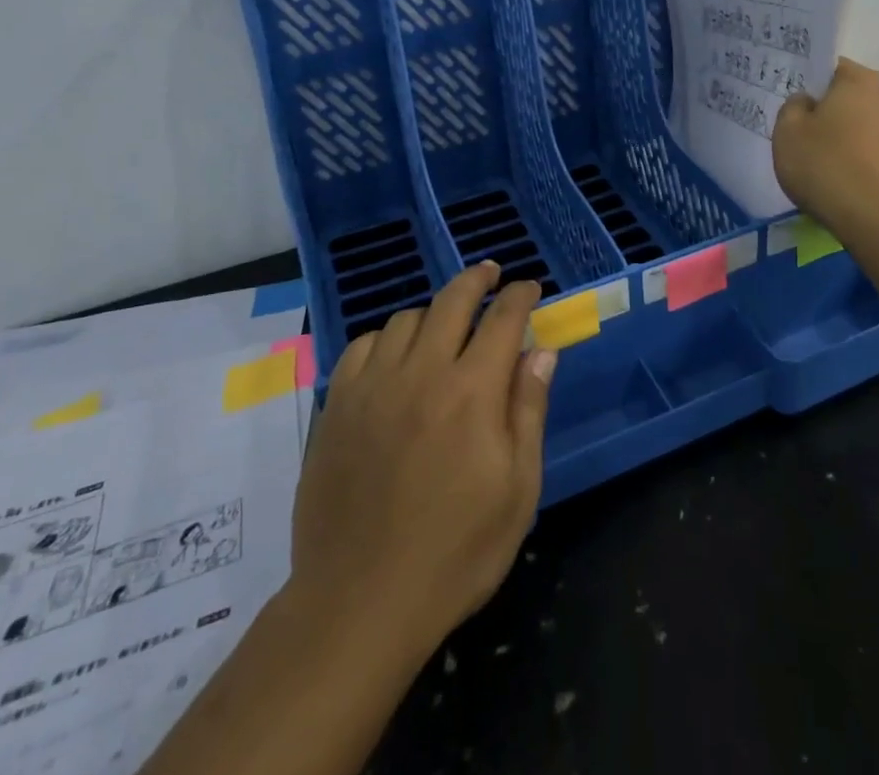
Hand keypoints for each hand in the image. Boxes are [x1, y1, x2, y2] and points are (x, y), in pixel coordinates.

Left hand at [287, 262, 556, 669]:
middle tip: (490, 274)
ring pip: (406, 319)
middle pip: (452, 301)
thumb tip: (541, 351)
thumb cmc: (455, 552)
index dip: (520, 296)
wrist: (359, 603)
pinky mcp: (337, 406)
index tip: (530, 288)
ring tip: (445, 326)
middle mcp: (421, 373)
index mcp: (472, 392)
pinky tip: (394, 357)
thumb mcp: (517, 490)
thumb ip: (528, 410)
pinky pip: (363, 346)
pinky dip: (386, 339)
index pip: (502, 319)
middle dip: (477, 279)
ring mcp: (372, 386)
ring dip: (433, 313)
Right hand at [773, 58, 878, 238]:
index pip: (835, 69)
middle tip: (823, 143)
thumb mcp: (787, 134)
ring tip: (856, 171)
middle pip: (866, 98)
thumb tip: (808, 102)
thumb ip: (794, 109)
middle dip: (848, 114)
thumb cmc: (827, 168)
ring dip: (878, 139)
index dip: (817, 87)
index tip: (803, 111)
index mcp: (861, 82)